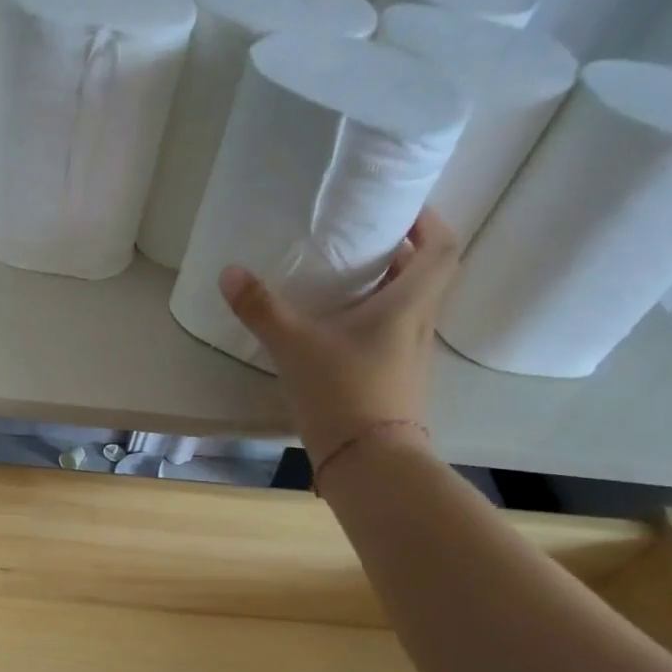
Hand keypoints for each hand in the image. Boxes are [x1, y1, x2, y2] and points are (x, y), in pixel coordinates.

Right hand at [219, 208, 460, 469]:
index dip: (428, 221)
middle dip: (399, 253)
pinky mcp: (395, 381)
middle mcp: (419, 324)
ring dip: (385, 289)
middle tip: (359, 241)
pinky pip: (391, 337)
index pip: (441, 247)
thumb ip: (262, 309)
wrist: (368, 462)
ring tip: (343, 281)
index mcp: (408, 303)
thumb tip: (230, 271)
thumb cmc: (342, 391)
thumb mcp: (295, 346)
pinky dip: (372, 323)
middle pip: (425, 275)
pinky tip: (336, 332)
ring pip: (408, 308)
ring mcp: (410, 356)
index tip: (398, 210)